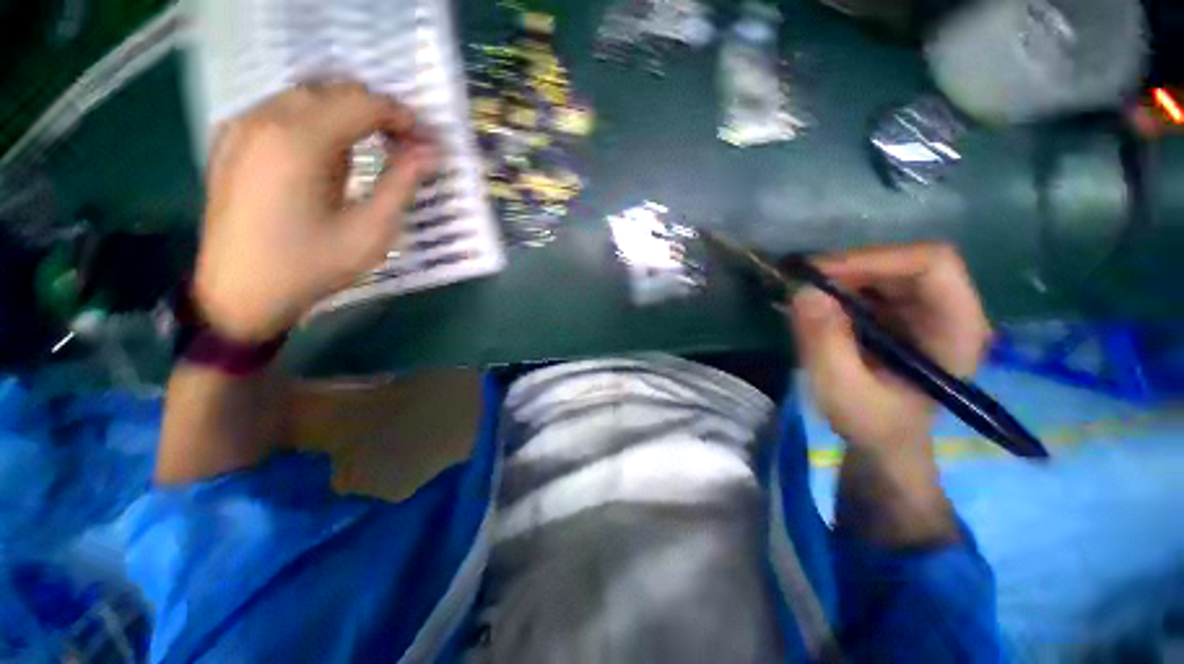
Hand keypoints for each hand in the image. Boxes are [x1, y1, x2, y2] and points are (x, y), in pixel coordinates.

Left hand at [194, 82, 437, 341]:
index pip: (363, 103)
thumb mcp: (371, 231)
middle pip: (334, 90)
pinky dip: (314, 121)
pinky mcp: (230, 140)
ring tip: (369, 152)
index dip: (402, 117)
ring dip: (345, 116)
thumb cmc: (312, 266)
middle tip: (403, 147)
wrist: (240, 293)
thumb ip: (402, 184)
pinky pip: (281, 110)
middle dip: (376, 112)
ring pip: (307, 96)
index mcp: (299, 141)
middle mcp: (265, 118)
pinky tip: (325, 156)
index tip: (426, 141)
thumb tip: (431, 153)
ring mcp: (241, 126)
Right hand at [788, 244, 991, 455]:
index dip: (876, 259)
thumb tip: (803, 291)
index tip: (821, 274)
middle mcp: (947, 309)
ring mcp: (922, 309)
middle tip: (801, 282)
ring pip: (882, 269)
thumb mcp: (842, 391)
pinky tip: (814, 305)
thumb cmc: (873, 424)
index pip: (932, 265)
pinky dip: (836, 287)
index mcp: (956, 330)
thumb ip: (825, 343)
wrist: (882, 439)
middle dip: (849, 267)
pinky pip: (867, 283)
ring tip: (802, 295)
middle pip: (903, 261)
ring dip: (839, 277)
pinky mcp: (897, 312)